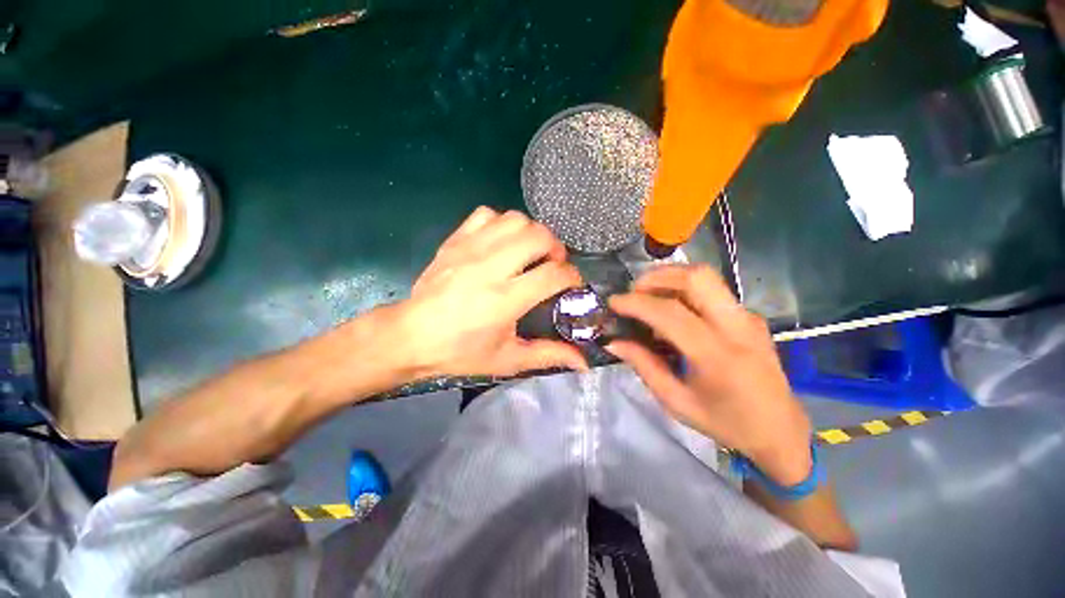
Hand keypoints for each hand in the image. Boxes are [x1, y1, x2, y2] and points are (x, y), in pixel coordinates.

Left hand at [395, 206, 587, 377]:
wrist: (410, 336)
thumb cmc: (460, 352)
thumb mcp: (508, 360)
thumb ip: (548, 355)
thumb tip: (583, 362)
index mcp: (505, 299)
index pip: (554, 274)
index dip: (572, 276)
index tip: (572, 284)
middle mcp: (490, 267)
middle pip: (539, 236)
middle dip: (556, 248)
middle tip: (552, 265)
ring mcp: (470, 248)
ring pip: (516, 219)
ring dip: (531, 233)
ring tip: (530, 252)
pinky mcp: (455, 240)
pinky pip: (487, 214)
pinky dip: (502, 223)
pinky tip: (501, 242)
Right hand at [606, 265, 811, 485]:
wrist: (780, 431)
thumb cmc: (725, 423)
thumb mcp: (676, 401)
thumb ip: (644, 366)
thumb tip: (614, 342)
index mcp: (717, 356)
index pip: (670, 313)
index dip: (636, 303)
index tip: (613, 302)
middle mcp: (737, 327)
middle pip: (696, 277)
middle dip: (657, 277)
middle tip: (634, 291)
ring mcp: (747, 317)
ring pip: (706, 277)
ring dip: (670, 278)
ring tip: (648, 296)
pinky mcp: (750, 316)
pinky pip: (712, 290)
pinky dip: (684, 290)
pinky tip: (671, 310)